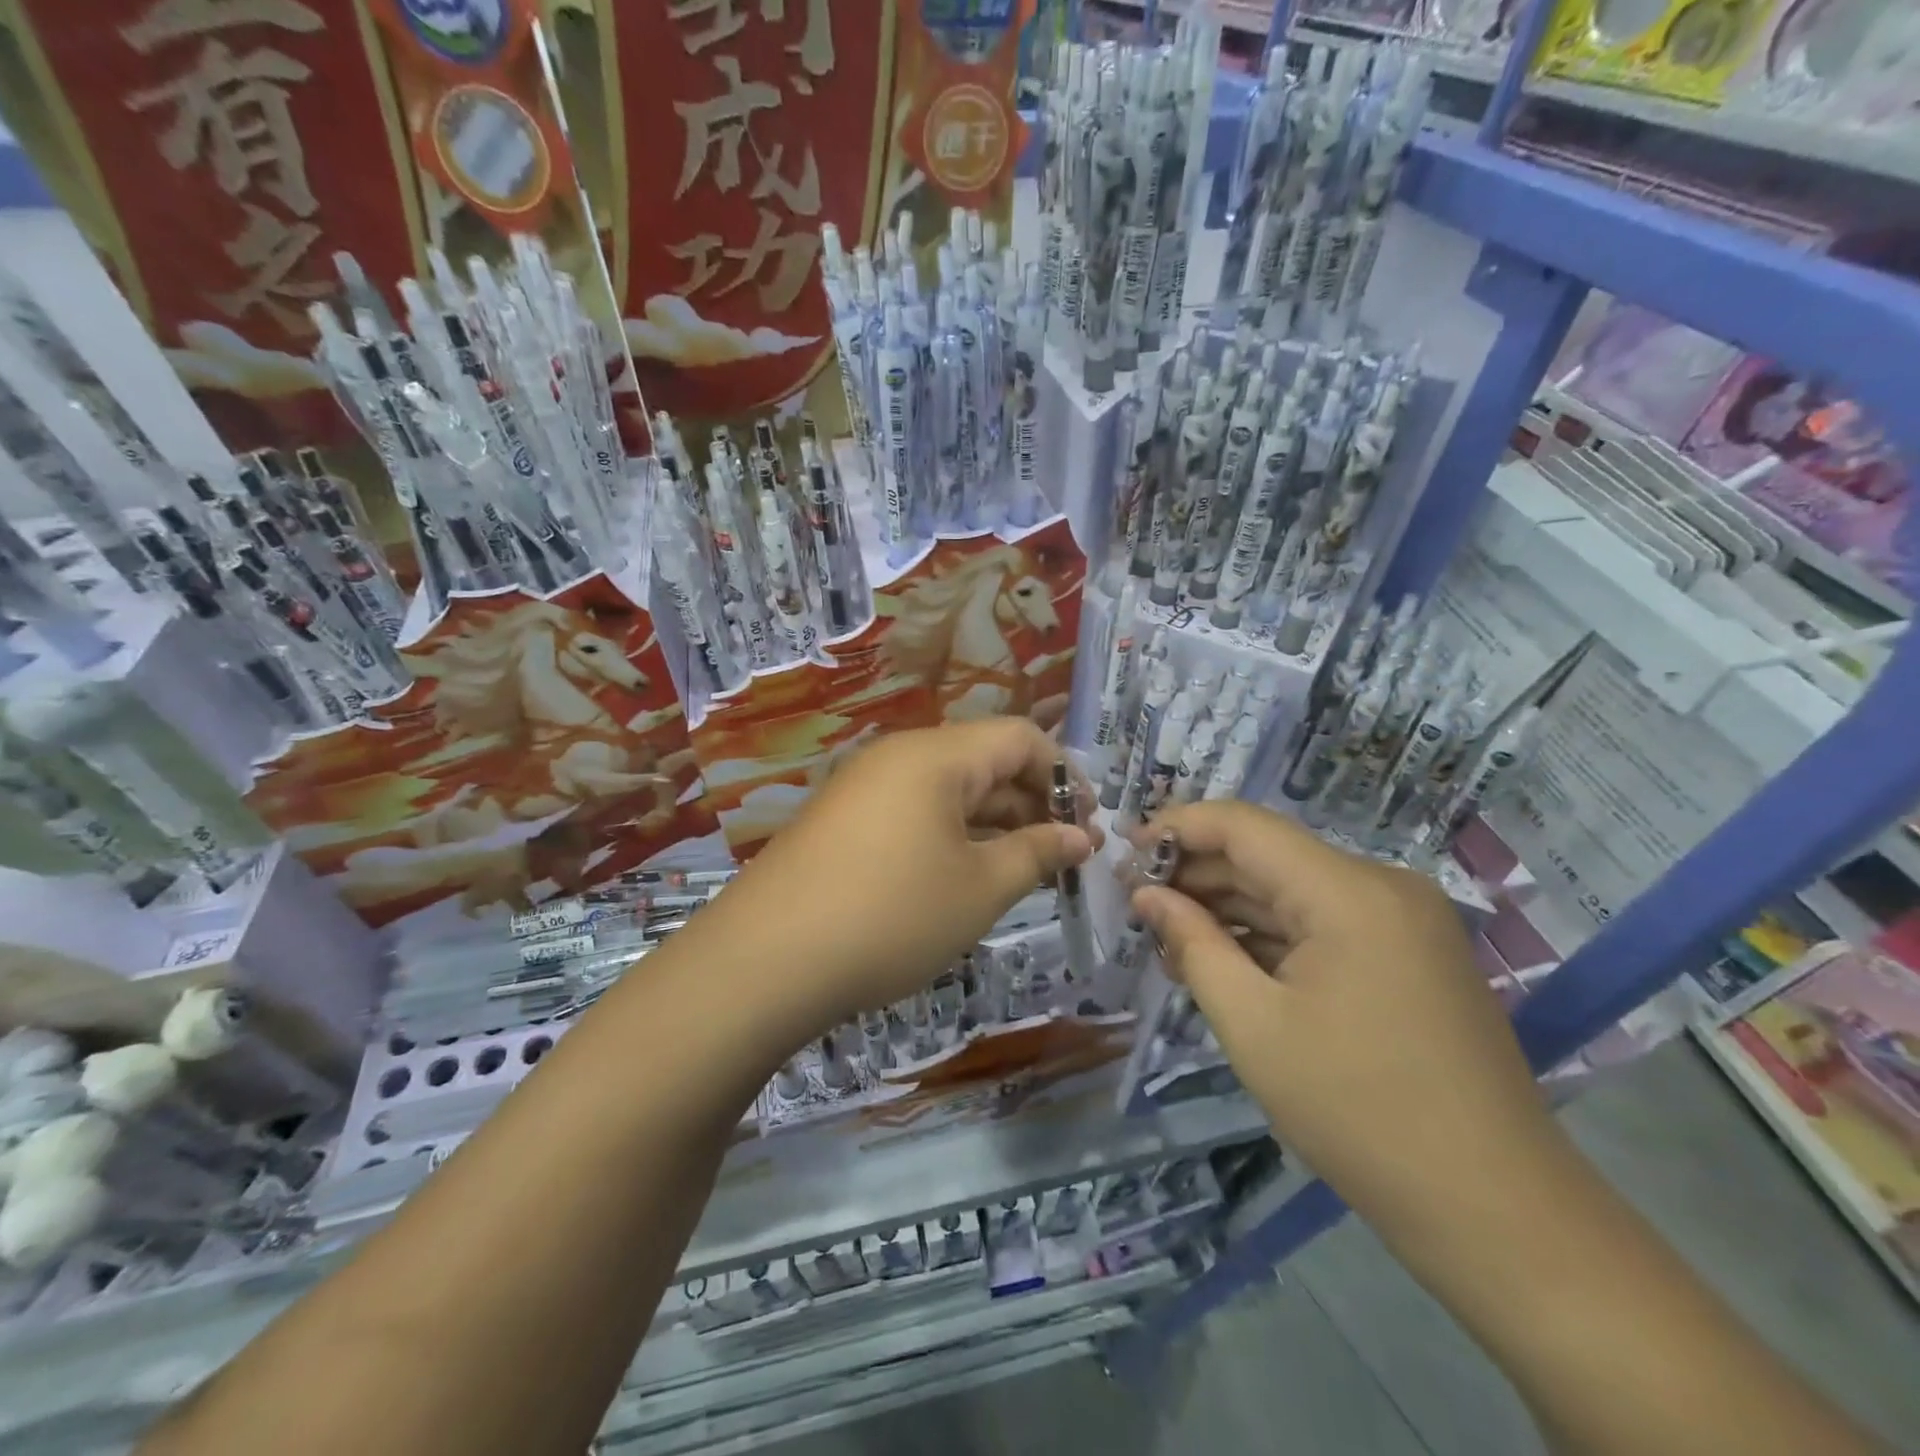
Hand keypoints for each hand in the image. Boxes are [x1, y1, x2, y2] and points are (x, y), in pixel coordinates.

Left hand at [720, 720, 1096, 1028]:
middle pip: (984, 761)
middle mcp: (899, 757)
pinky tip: (965, 879)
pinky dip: (951, 837)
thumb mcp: (979, 889)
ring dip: (993, 824)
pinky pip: (914, 814)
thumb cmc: (890, 917)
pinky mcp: (843, 822)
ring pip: (949, 792)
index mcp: (936, 755)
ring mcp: (865, 788)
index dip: (1065, 777)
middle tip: (1063, 858)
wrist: (764, 962)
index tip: (1088, 828)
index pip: (1021, 737)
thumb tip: (1080, 836)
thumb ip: (1037, 852)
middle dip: (1032, 804)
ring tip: (1024, 872)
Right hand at [1128, 801, 1565, 1240]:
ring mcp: (1402, 921)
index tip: (1123, 853)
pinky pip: (1323, 923)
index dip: (1178, 828)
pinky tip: (1224, 961)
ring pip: (1293, 890)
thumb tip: (1146, 895)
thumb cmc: (1357, 1111)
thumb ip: (1193, 944)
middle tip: (1135, 905)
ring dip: (1230, 908)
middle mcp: (1382, 887)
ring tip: (1167, 939)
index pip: (1244, 826)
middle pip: (1269, 856)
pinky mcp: (1409, 955)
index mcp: (1348, 891)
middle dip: (1197, 874)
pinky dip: (1270, 935)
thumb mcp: (1253, 1025)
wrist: (1495, 1210)